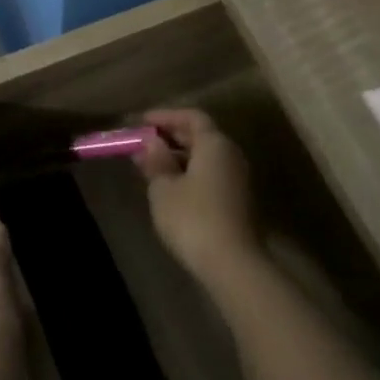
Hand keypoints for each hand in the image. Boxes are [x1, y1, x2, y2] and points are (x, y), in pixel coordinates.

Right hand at [136, 108, 258, 280]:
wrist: (232, 263)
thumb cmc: (192, 219)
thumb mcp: (164, 189)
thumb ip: (157, 162)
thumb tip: (152, 143)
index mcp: (215, 144)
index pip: (192, 117)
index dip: (166, 116)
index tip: (141, 122)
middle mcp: (231, 155)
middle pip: (202, 135)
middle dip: (171, 136)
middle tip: (143, 143)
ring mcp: (238, 179)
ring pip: (207, 157)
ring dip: (180, 157)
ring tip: (152, 166)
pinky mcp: (238, 200)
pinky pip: (211, 175)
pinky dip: (190, 173)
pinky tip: (171, 187)